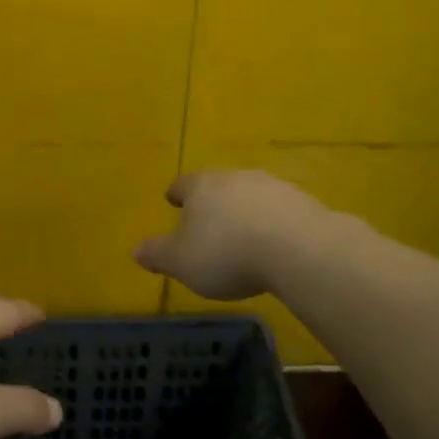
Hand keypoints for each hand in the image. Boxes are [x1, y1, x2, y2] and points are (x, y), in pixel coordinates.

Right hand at [134, 170, 323, 300]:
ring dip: (244, 210)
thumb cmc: (226, 253)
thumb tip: (136, 251)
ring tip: (242, 234)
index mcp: (201, 185)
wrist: (297, 249)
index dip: (176, 193)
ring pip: (250, 195)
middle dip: (212, 201)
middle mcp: (236, 177)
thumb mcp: (181, 261)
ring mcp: (272, 187)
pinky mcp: (303, 203)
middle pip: (218, 185)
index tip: (172, 200)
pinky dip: (272, 223)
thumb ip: (158, 254)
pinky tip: (273, 243)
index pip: (183, 184)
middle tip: (207, 220)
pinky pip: (279, 211)